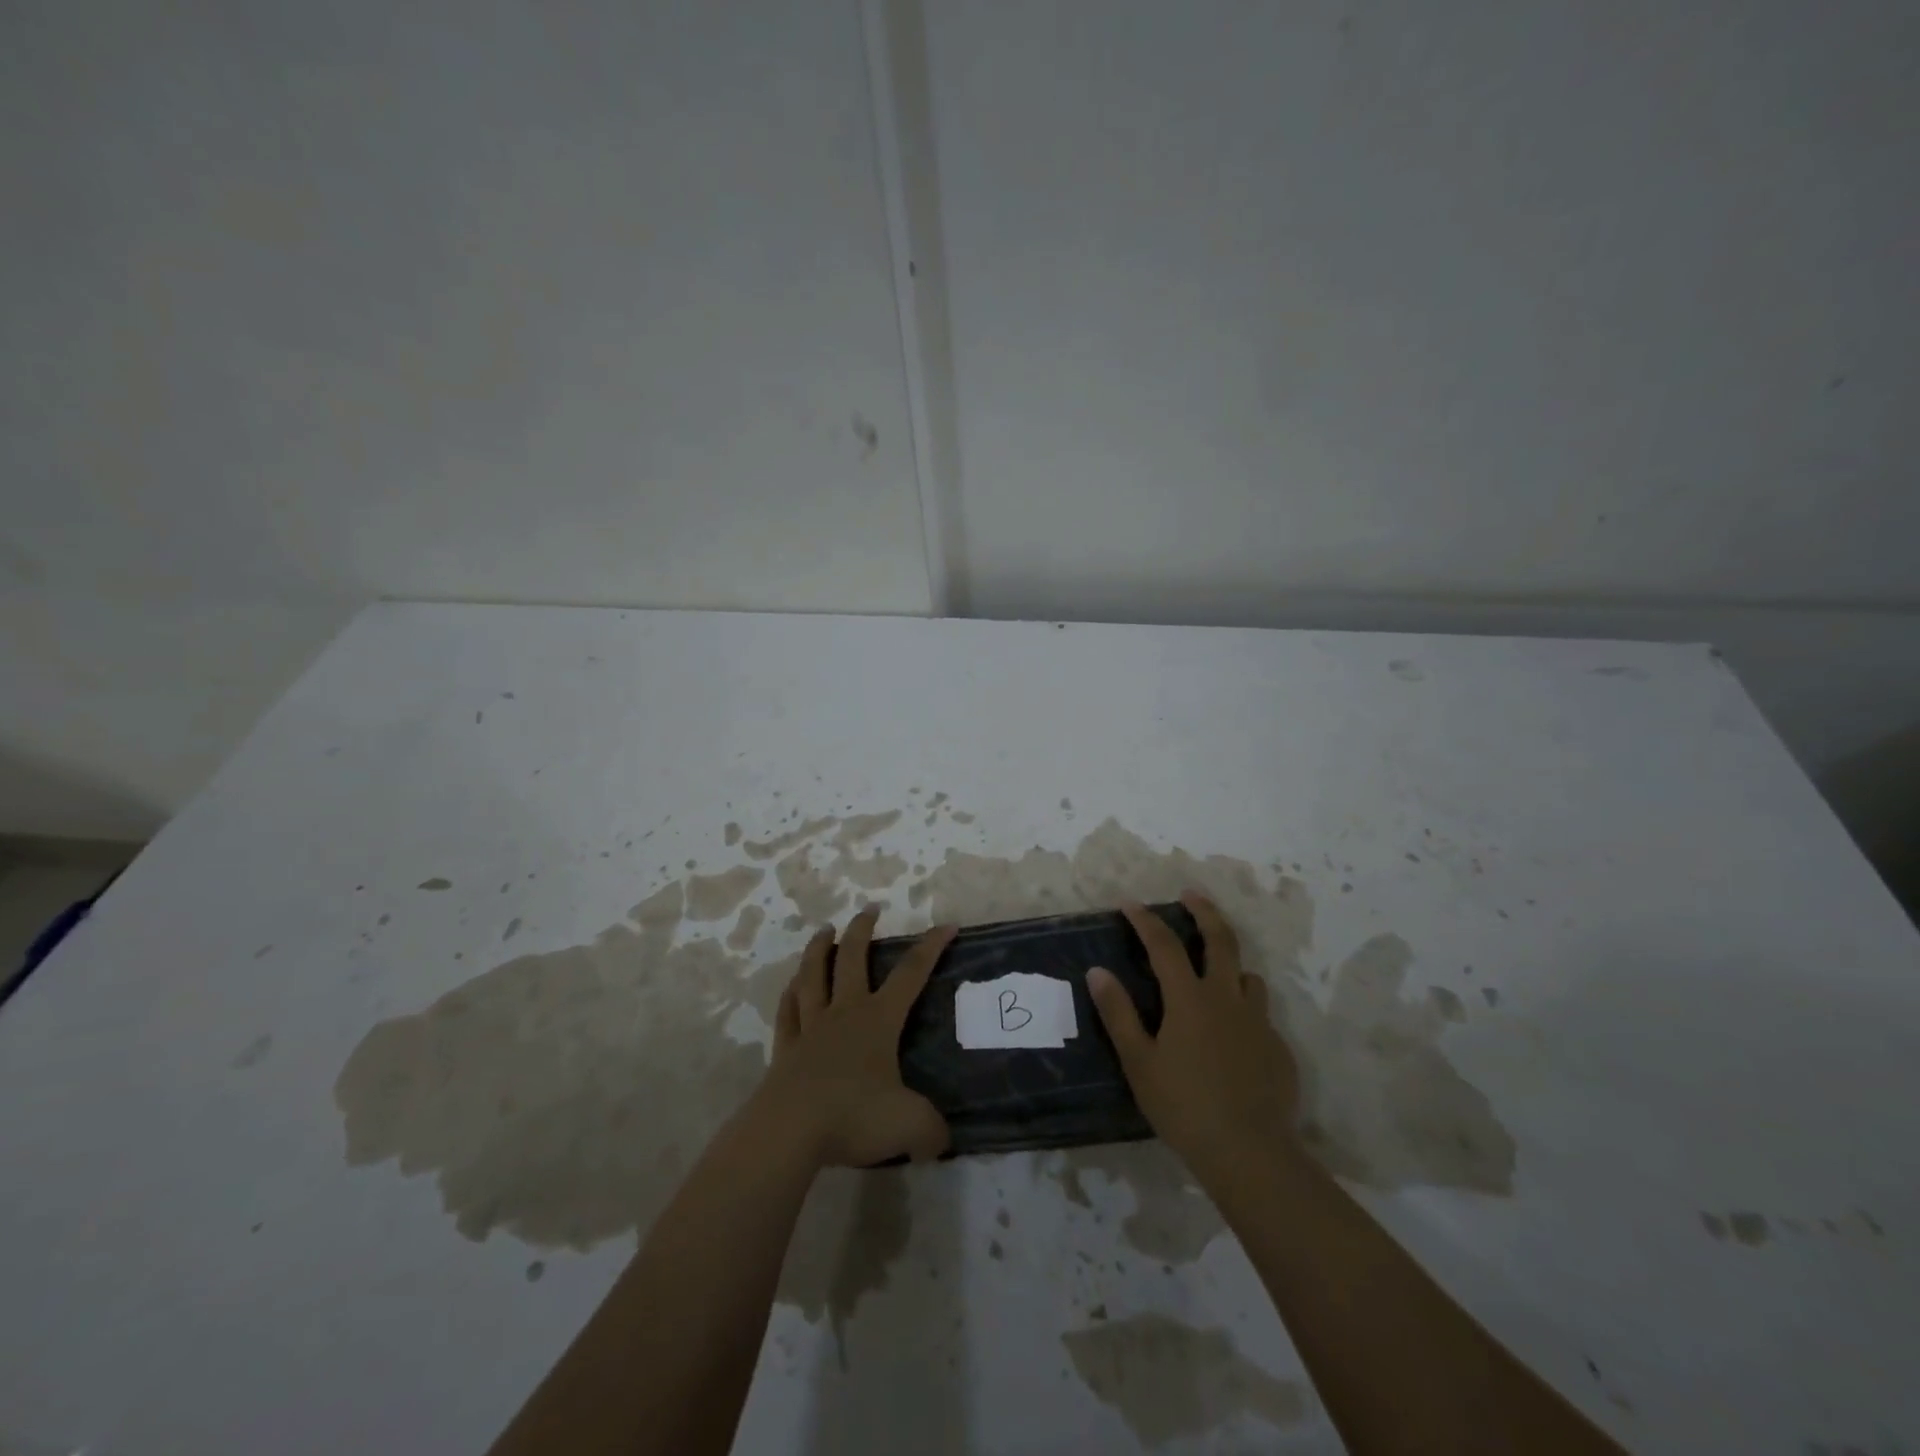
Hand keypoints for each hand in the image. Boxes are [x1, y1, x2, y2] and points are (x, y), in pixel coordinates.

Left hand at [757, 907, 957, 1168]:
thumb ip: (931, 1132)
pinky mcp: (785, 1049)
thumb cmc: (853, 1116)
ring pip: (814, 975)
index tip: (947, 924)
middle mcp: (845, 1013)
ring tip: (824, 930)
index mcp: (878, 1020)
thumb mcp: (909, 1126)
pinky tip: (792, 986)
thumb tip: (940, 1143)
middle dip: (863, 931)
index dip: (931, 947)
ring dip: (820, 949)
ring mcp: (811, 1028)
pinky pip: (788, 1012)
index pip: (911, 974)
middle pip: (853, 959)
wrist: (790, 1131)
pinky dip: (791, 994)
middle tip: (869, 909)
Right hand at [1086, 892, 1298, 1185]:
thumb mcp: (1139, 1062)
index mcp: (1190, 999)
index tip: (1130, 904)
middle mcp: (1227, 998)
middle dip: (1205, 912)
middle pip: (1221, 940)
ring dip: (1230, 965)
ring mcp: (1258, 1022)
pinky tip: (1233, 1038)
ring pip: (1248, 976)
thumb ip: (1118, 1013)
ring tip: (1215, 973)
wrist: (1249, 1152)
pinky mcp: (1278, 1048)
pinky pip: (1260, 1016)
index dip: (1146, 921)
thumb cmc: (1183, 1106)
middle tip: (1192, 895)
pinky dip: (1243, 1011)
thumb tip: (1097, 971)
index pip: (1164, 945)